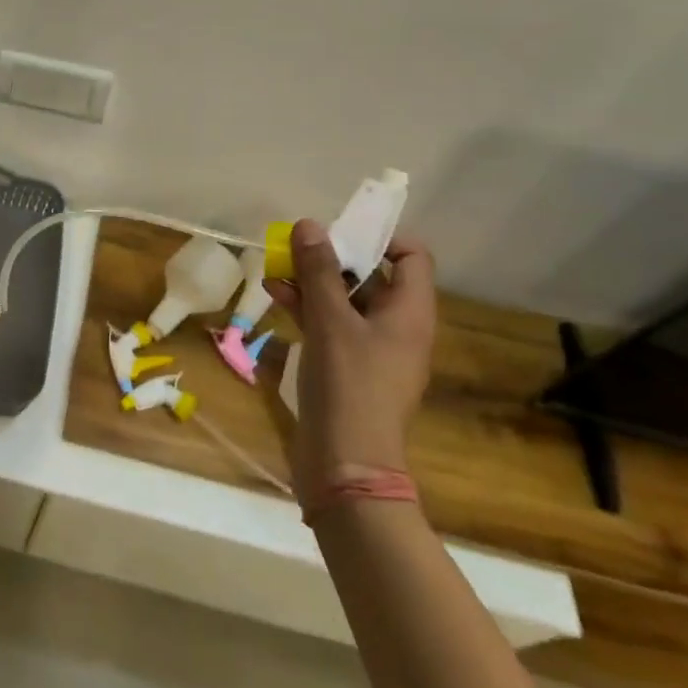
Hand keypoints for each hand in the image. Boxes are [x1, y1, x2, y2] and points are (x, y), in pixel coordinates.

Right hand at [265, 219, 435, 493]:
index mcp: (410, 313)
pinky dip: (307, 307)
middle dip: (333, 257)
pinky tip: (275, 296)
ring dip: (313, 281)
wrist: (345, 463)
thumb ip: (319, 271)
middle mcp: (397, 326)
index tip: (340, 232)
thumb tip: (309, 224)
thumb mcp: (330, 321)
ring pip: (346, 299)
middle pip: (373, 275)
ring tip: (275, 268)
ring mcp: (372, 349)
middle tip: (297, 247)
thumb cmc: (348, 385)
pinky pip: (331, 324)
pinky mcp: (348, 367)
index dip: (381, 237)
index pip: (412, 257)